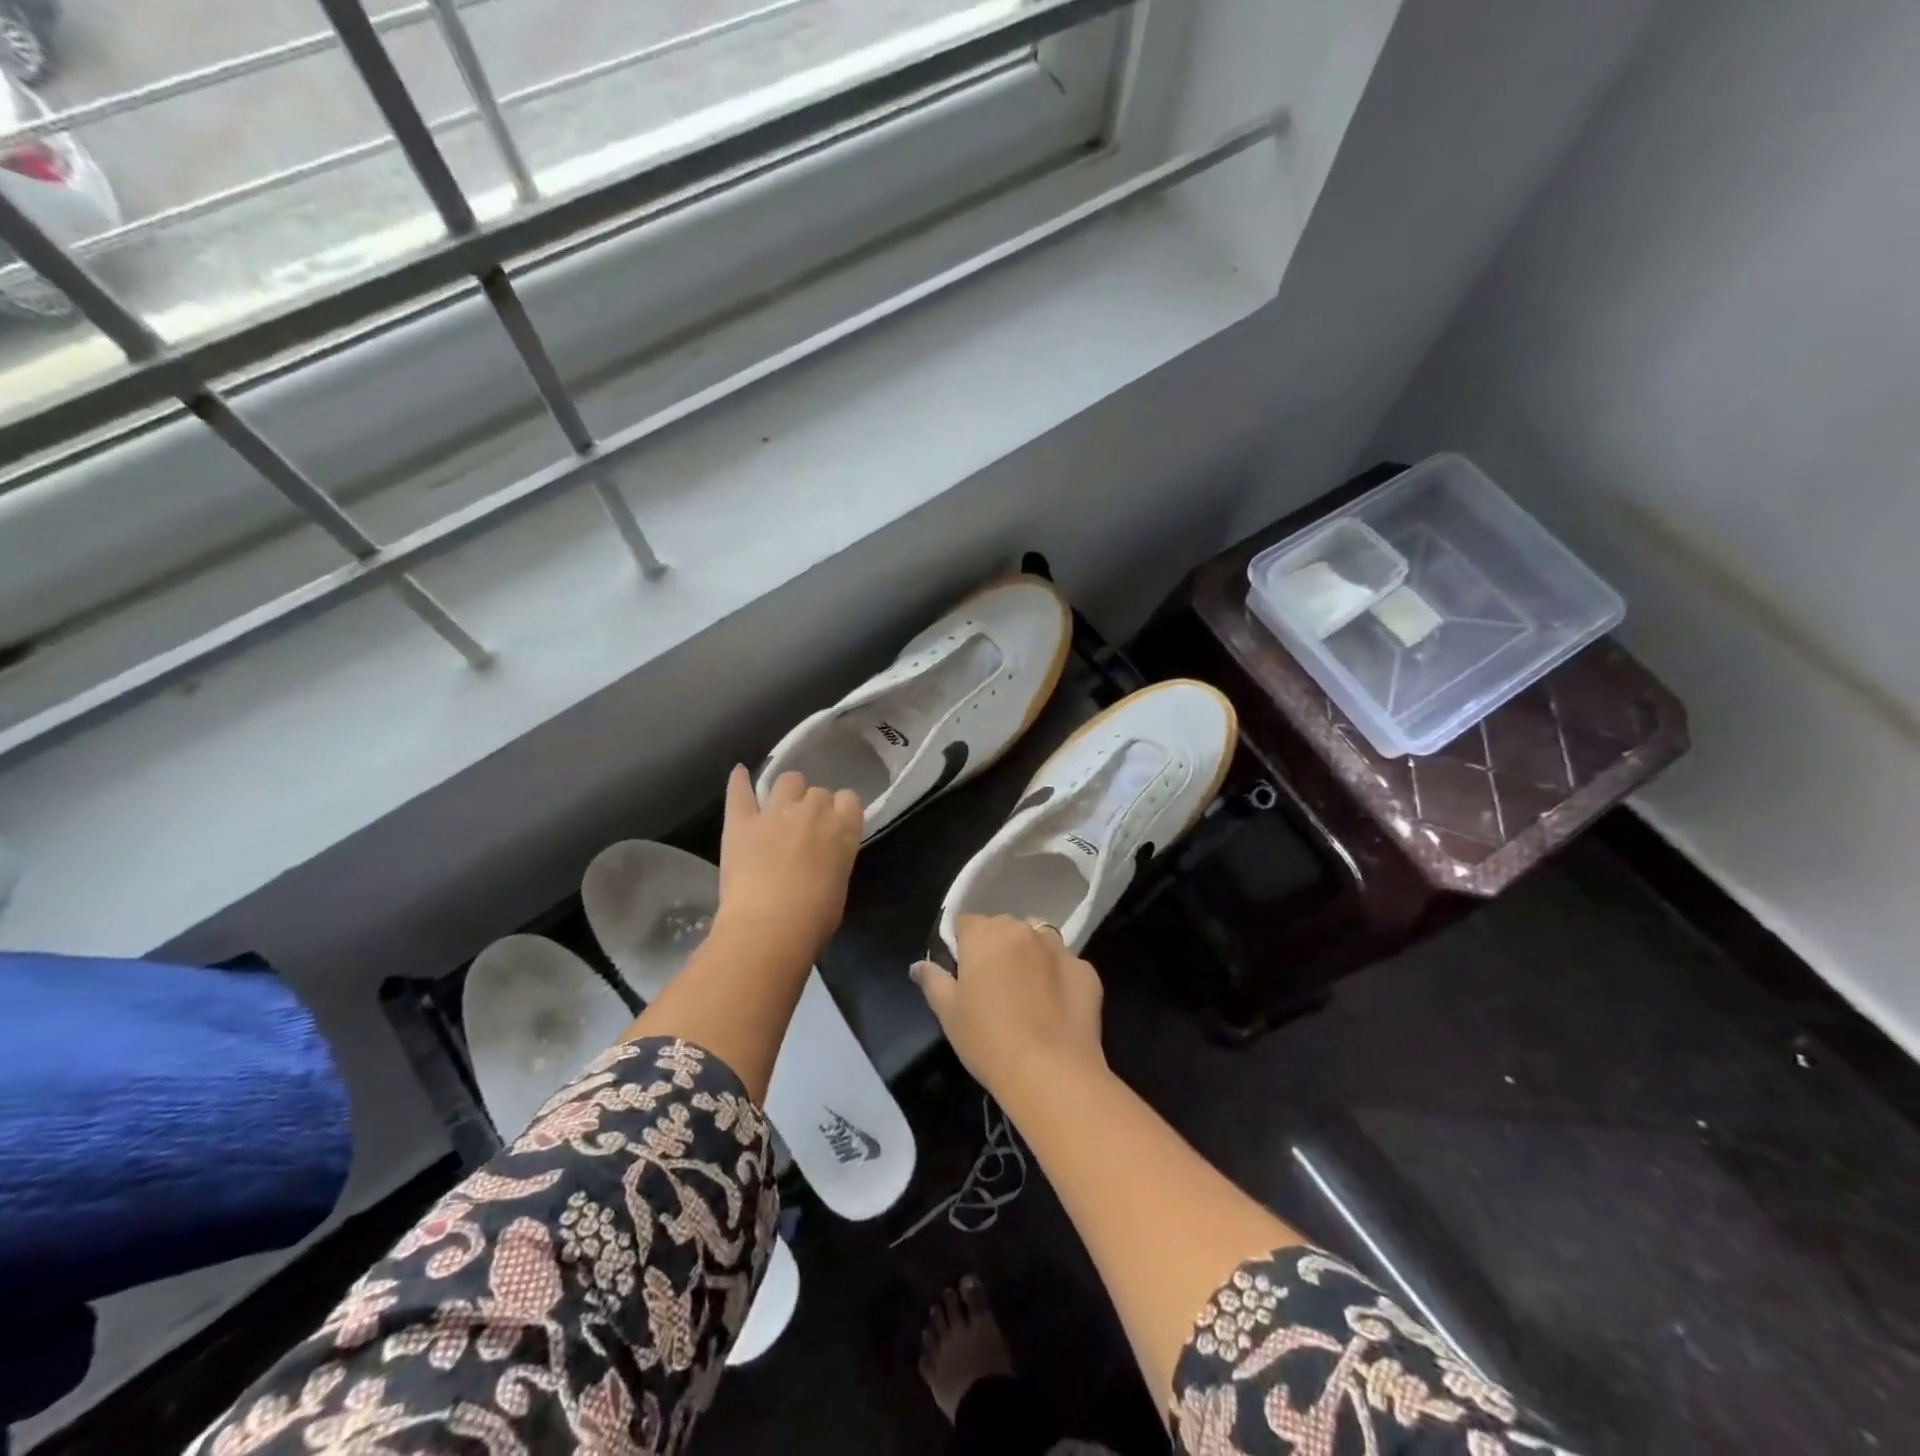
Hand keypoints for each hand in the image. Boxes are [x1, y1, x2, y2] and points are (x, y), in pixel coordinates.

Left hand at [717, 766, 863, 959]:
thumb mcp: (839, 884)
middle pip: (818, 791)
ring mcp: (775, 812)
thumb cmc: (814, 918)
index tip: (834, 826)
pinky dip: (739, 781)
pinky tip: (740, 773)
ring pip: (787, 780)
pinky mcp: (741, 821)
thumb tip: (824, 858)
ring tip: (780, 807)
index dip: (840, 811)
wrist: (768, 927)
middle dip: (813, 806)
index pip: (849, 799)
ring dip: (787, 792)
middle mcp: (813, 811)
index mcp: (843, 829)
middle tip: (804, 829)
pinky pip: (740, 791)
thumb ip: (835, 859)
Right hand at [911, 915, 1106, 1098]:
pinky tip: (1054, 1010)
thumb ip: (932, 981)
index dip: (961, 945)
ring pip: (1038, 941)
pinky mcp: (1087, 971)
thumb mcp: (948, 1013)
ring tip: (1027, 995)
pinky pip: (1065, 966)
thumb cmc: (988, 1040)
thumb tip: (918, 966)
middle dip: (996, 949)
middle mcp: (1023, 930)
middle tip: (992, 989)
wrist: (1051, 1072)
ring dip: (1030, 957)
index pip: (965, 923)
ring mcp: (1059, 949)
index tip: (962, 975)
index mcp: (985, 934)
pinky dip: (1058, 979)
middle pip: (1003, 928)